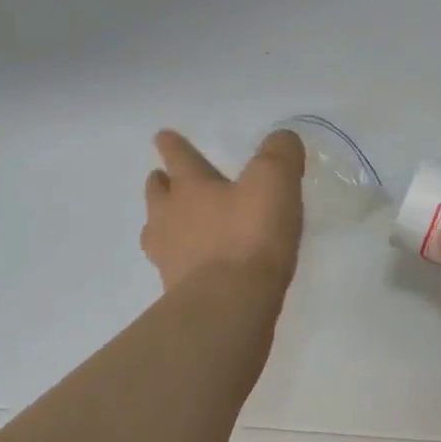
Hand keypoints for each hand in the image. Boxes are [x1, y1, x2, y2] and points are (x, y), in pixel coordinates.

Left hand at [142, 129, 305, 292]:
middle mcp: (169, 218)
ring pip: (157, 232)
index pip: (178, 157)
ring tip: (177, 225)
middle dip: (161, 184)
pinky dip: (182, 261)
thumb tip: (282, 139)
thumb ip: (280, 154)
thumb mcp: (274, 182)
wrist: (229, 305)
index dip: (172, 145)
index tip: (163, 136)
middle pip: (157, 194)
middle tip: (164, 180)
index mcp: (190, 187)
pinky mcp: (177, 292)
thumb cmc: (249, 236)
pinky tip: (199, 266)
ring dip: (164, 223)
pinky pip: (174, 267)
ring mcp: (169, 258)